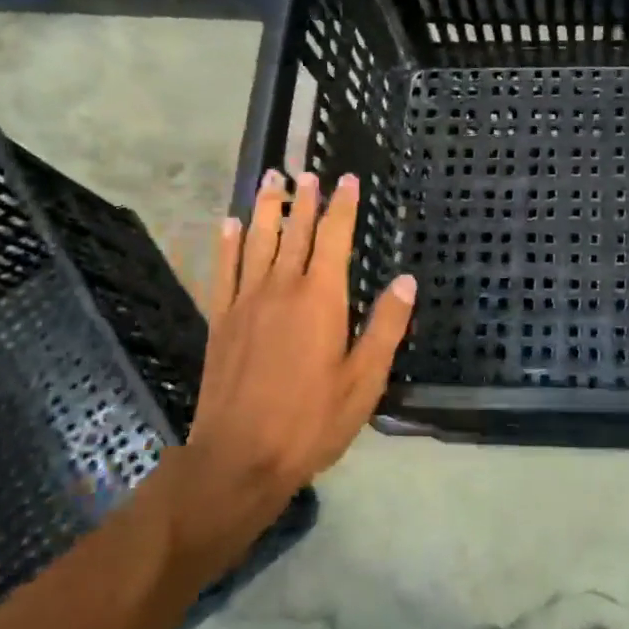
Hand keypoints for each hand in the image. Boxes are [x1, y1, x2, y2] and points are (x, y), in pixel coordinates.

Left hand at [174, 170, 414, 544]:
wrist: (240, 456)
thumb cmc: (312, 420)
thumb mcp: (365, 379)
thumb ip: (386, 326)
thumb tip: (406, 281)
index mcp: (322, 298)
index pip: (334, 238)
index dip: (342, 207)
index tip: (347, 180)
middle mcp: (282, 288)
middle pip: (295, 232)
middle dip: (304, 200)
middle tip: (307, 172)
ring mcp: (246, 301)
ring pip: (258, 241)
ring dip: (267, 208)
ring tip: (272, 180)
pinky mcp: (221, 319)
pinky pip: (224, 269)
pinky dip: (228, 243)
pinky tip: (229, 223)